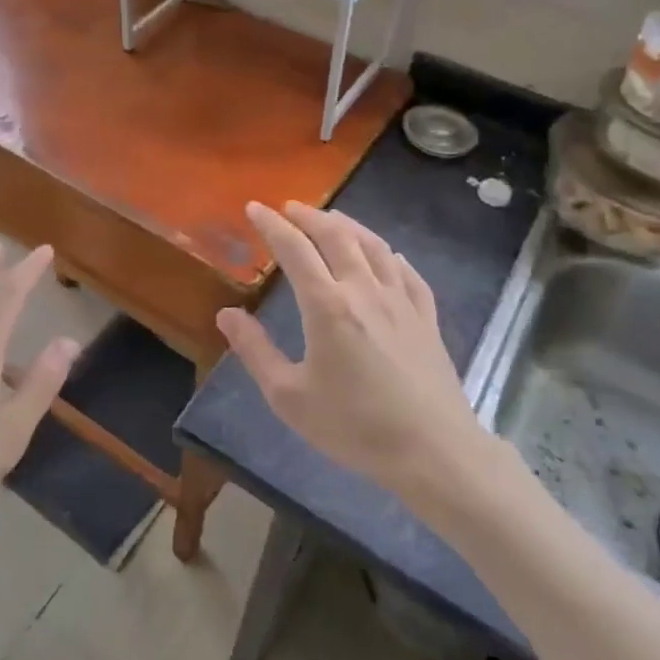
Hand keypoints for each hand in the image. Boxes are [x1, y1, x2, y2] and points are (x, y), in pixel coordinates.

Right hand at [216, 201, 484, 494]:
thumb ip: (255, 351)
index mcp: (327, 306)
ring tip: (332, 220)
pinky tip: (388, 255)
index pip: (294, 250)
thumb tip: (226, 314)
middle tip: (290, 208)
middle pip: (337, 236)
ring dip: (349, 226)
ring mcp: (401, 301)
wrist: (433, 451)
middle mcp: (364, 291)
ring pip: (374, 247)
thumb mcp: (290, 397)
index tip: (255, 207)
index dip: (271, 225)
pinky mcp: (427, 318)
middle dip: (310, 216)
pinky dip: (390, 255)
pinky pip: (408, 273)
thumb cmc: (354, 426)